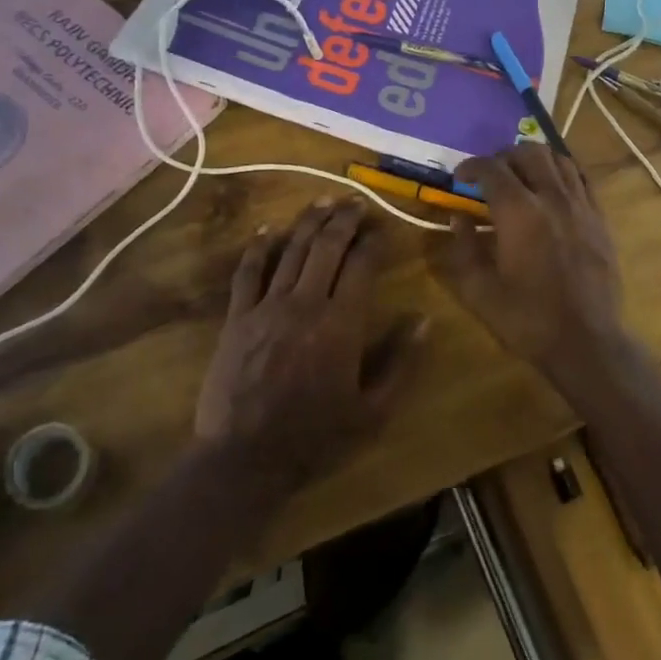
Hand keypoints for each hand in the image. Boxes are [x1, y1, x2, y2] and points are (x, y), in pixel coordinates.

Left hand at [195, 200, 420, 494]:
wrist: (246, 458)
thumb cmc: (316, 438)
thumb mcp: (373, 411)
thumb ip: (400, 362)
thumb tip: (423, 320)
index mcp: (341, 323)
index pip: (362, 265)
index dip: (374, 241)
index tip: (383, 227)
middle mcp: (305, 303)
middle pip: (326, 247)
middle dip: (344, 219)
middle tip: (355, 202)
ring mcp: (266, 307)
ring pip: (290, 251)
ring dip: (308, 222)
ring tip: (324, 201)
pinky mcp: (237, 318)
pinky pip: (247, 273)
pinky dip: (257, 247)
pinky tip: (266, 229)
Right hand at [441, 145, 627, 386]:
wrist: (586, 341)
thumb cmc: (527, 319)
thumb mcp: (479, 290)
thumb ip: (464, 248)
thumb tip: (458, 218)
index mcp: (518, 212)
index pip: (491, 168)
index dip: (470, 167)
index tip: (459, 178)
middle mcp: (552, 197)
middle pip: (528, 152)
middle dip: (503, 157)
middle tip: (490, 177)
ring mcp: (581, 205)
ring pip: (558, 159)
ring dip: (534, 160)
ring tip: (522, 177)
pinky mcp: (600, 218)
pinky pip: (582, 178)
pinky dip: (562, 173)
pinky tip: (552, 189)